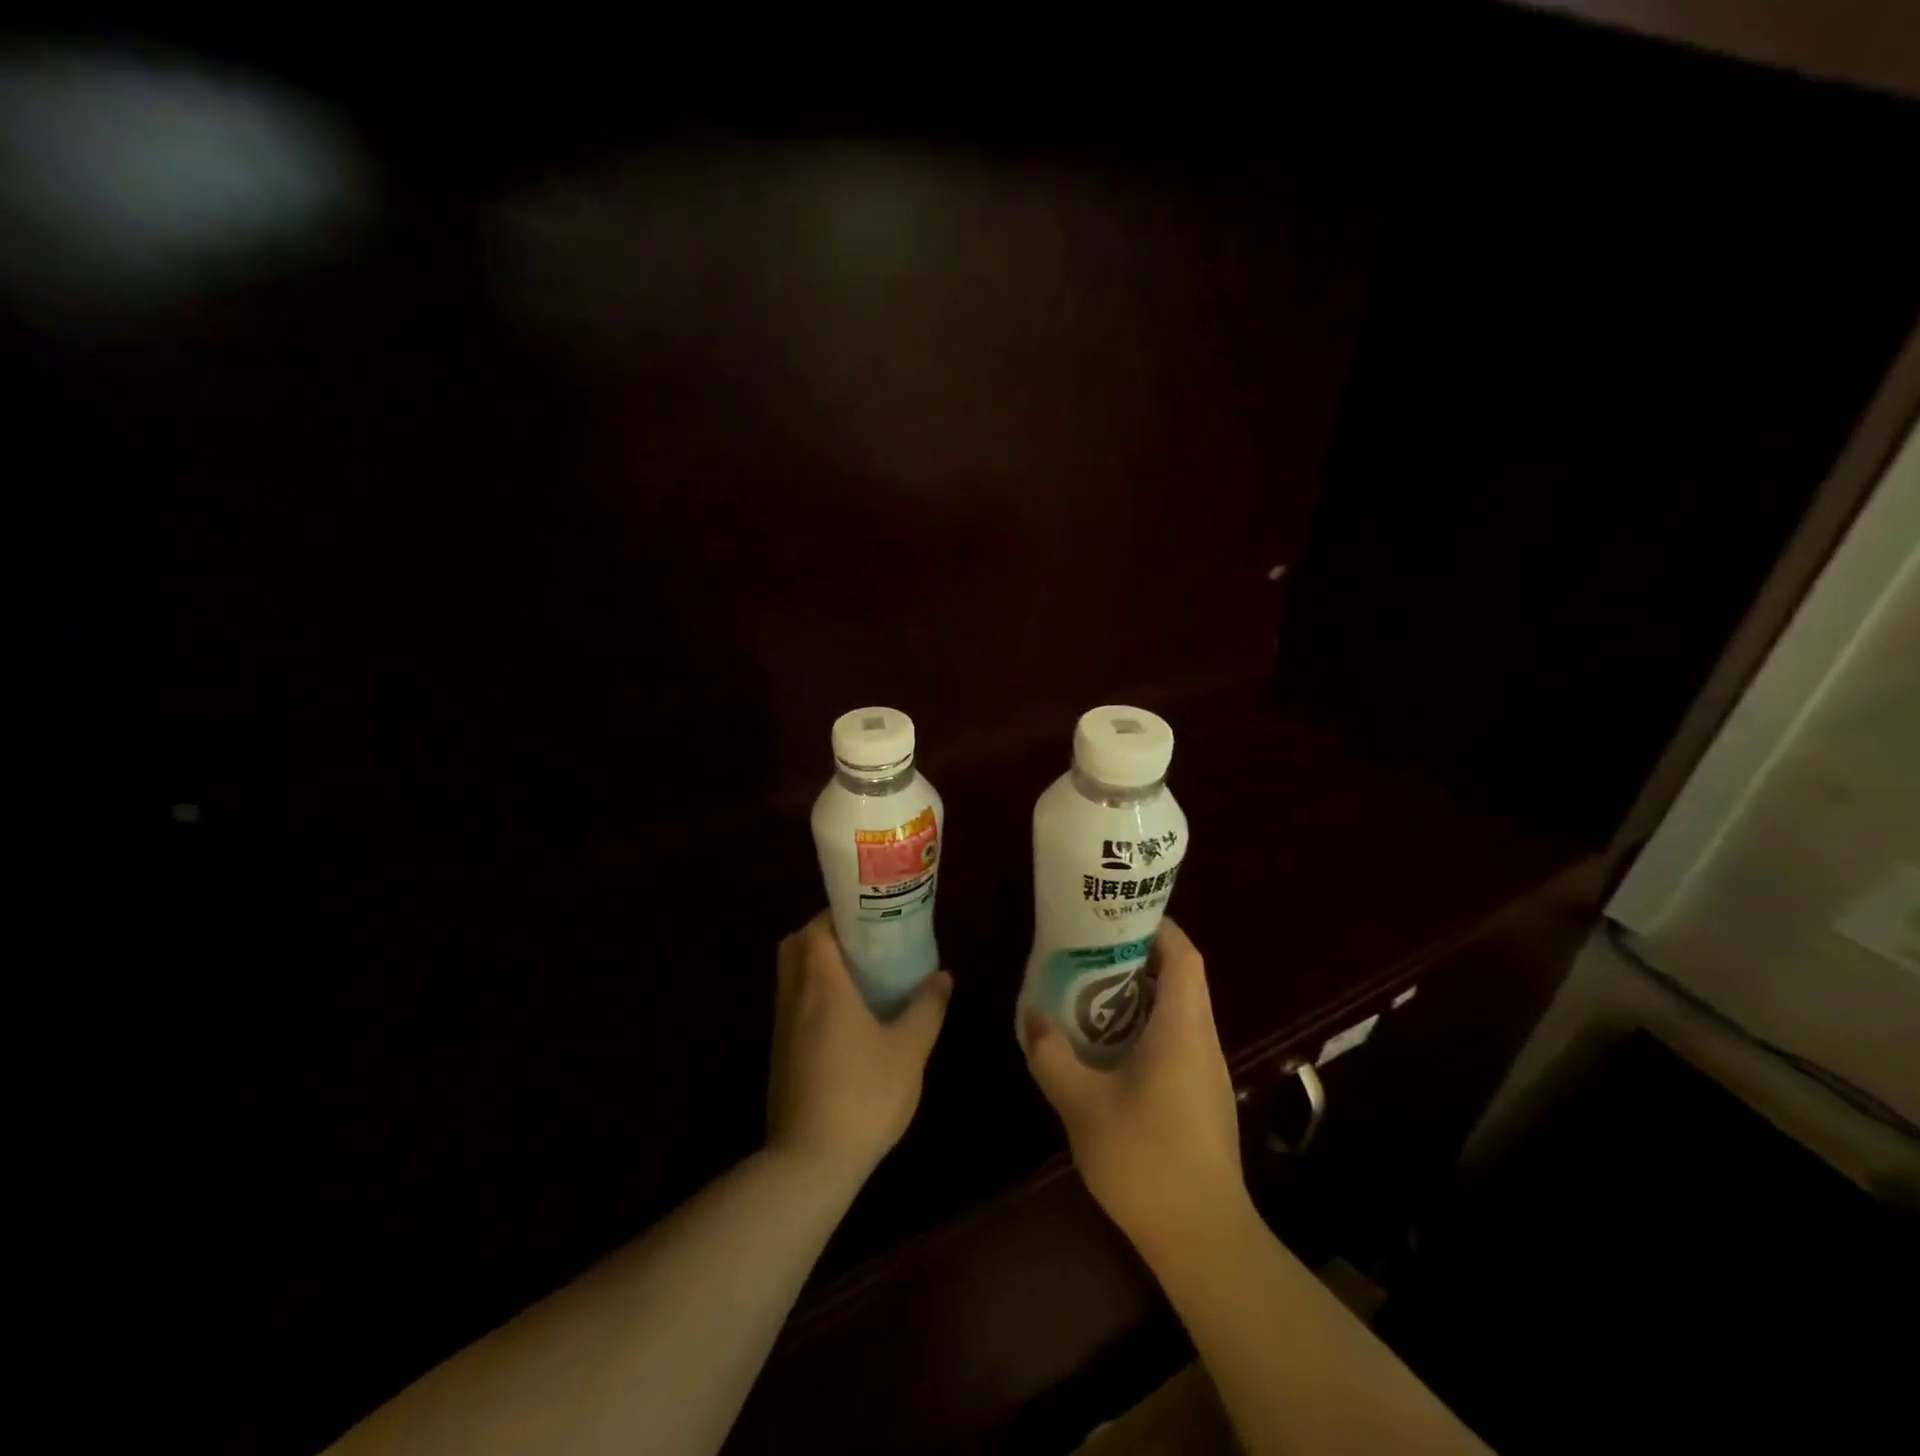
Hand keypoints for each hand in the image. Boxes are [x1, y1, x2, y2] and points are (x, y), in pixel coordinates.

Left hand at [767, 912, 951, 1187]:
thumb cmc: (864, 1094)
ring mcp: (782, 1027)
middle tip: (862, 944)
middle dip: (823, 935)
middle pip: (795, 946)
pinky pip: (791, 1005)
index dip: (836, 915)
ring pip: (791, 976)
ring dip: (816, 966)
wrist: (810, 1162)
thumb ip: (926, 1007)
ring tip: (858, 977)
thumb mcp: (909, 1050)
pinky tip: (845, 1019)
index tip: (867, 917)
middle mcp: (794, 997)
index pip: (815, 928)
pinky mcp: (779, 1055)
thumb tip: (942, 976)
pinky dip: (811, 995)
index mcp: (822, 985)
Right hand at [1023, 918, 1247, 1256]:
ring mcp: (1208, 1072)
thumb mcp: (1082, 1104)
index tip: (1117, 917)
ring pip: (1179, 1012)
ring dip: (1139, 996)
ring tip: (1090, 994)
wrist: (1204, 1239)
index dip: (1158, 927)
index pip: (1184, 955)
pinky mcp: (1204, 1099)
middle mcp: (1203, 1040)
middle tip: (1089, 953)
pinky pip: (1177, 1042)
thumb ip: (1051, 1055)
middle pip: (1181, 979)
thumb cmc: (1145, 1159)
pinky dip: (1146, 1029)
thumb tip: (1030, 1016)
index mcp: (1183, 1027)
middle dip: (1137, 958)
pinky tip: (1109, 1051)